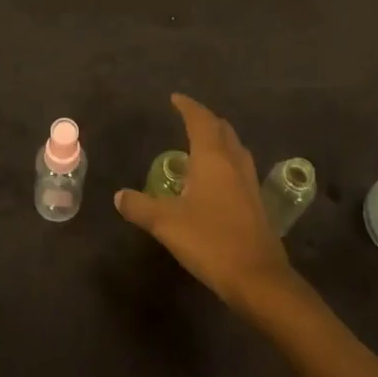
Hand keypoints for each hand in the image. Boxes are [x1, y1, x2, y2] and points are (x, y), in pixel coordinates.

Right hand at [114, 94, 295, 314]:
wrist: (258, 278)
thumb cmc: (210, 241)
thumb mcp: (166, 223)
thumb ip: (140, 207)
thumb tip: (119, 196)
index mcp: (213, 157)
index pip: (200, 120)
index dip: (188, 106)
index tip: (175, 98)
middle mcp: (234, 162)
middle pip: (221, 129)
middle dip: (205, 119)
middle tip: (188, 117)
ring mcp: (249, 182)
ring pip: (234, 147)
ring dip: (219, 139)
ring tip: (201, 144)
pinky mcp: (257, 202)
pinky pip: (239, 167)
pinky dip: (226, 160)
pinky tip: (217, 179)